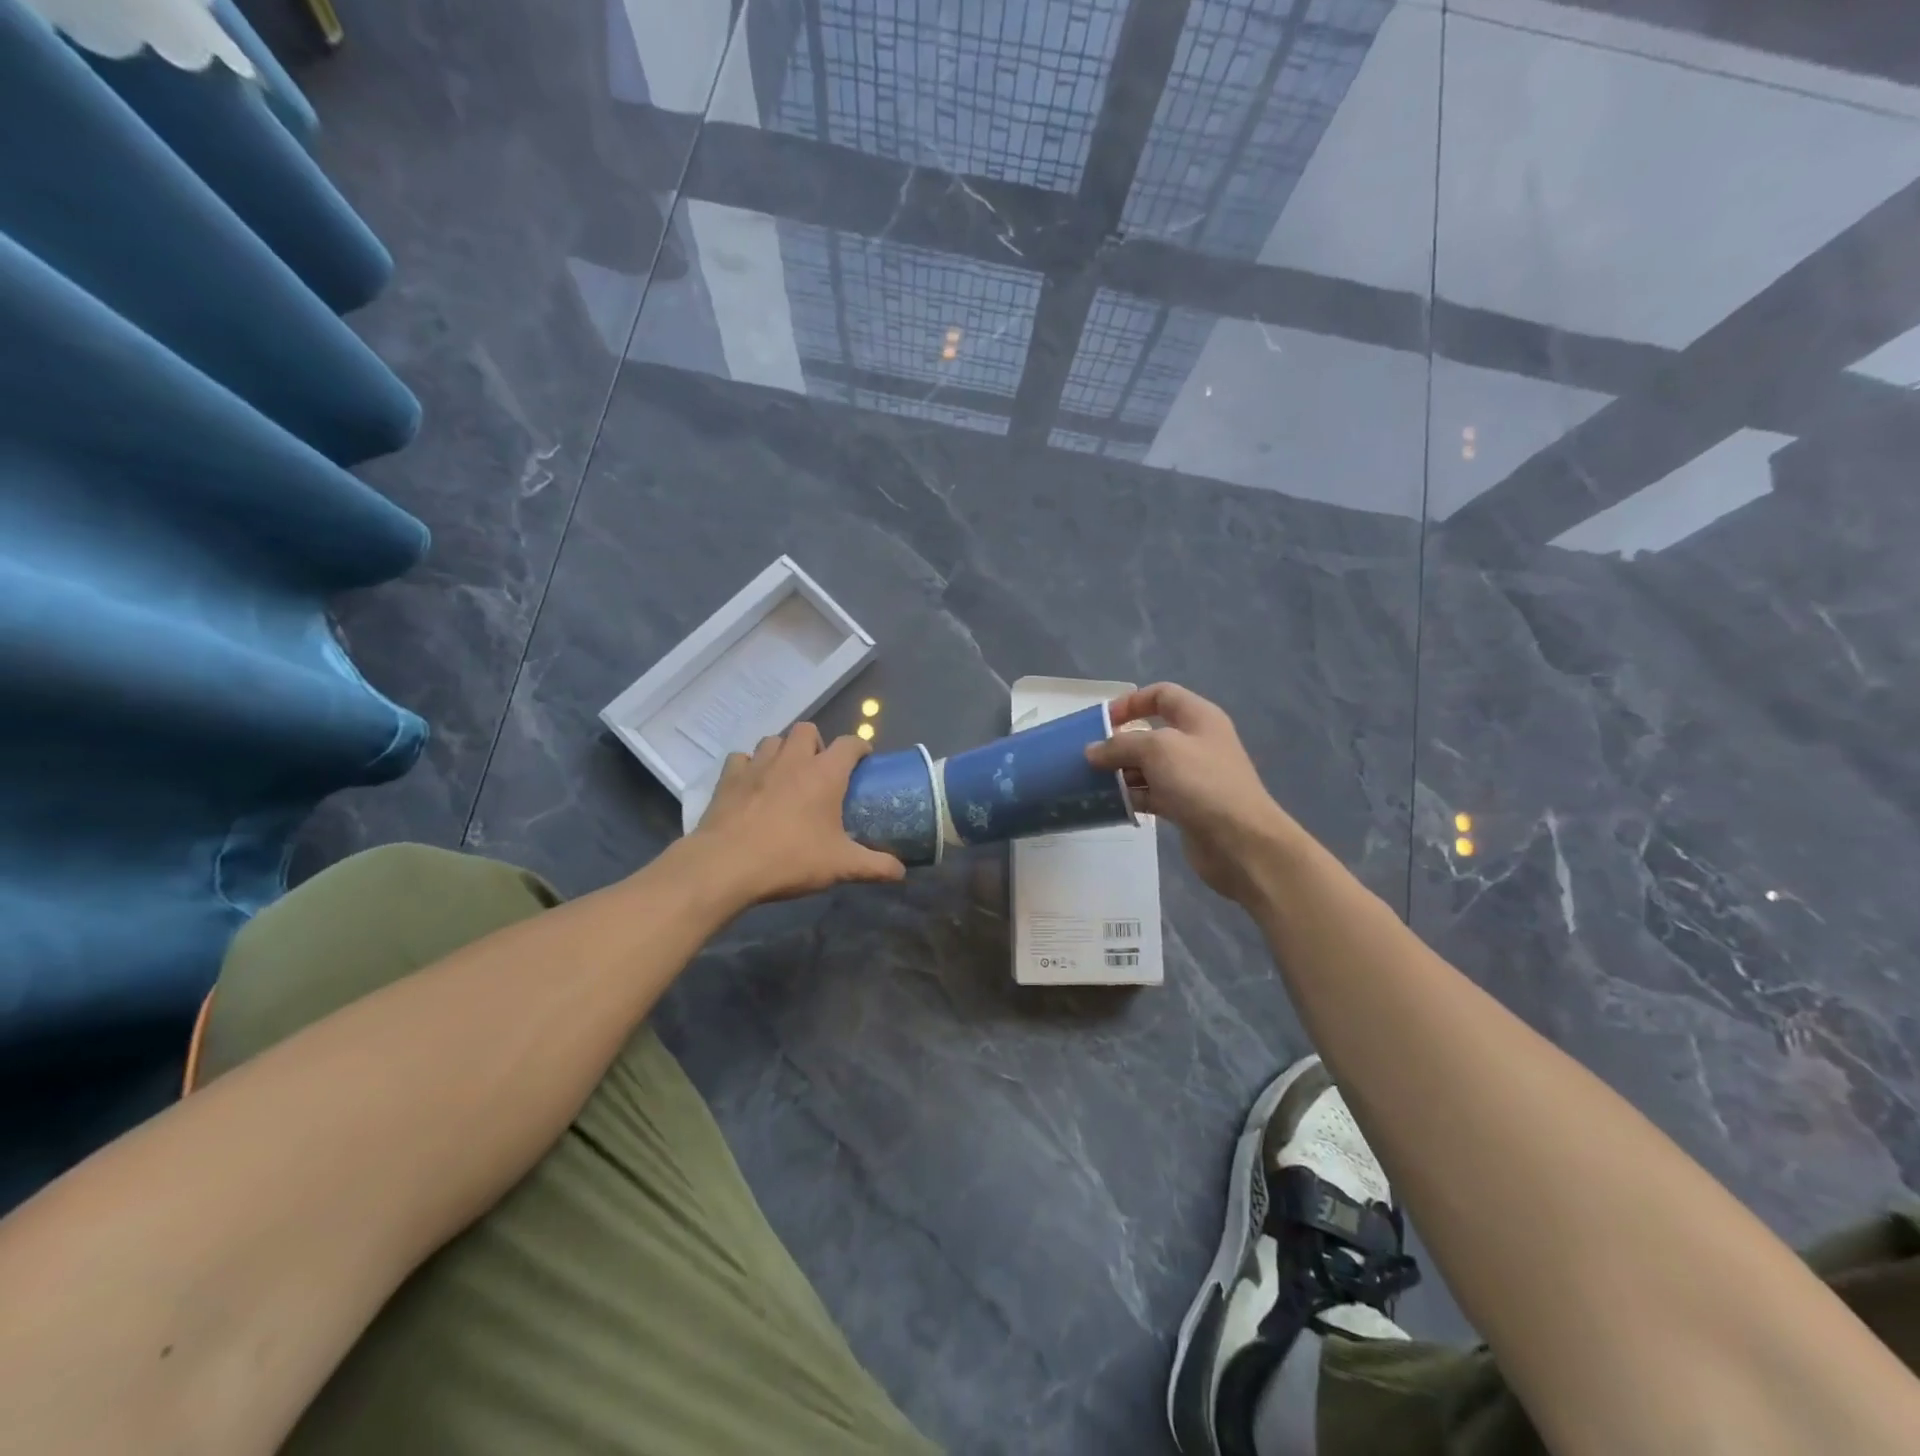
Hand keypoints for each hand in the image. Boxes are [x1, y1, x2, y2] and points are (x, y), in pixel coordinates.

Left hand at [690, 724, 906, 904]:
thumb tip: (901, 872)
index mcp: (825, 773)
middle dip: (817, 744)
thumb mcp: (841, 866)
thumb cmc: (791, 859)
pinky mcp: (728, 778)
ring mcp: (757, 765)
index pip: (850, 743)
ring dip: (783, 751)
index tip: (863, 761)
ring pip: (773, 740)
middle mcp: (792, 759)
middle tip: (820, 771)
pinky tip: (752, 785)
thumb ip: (875, 866)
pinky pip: (741, 759)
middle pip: (808, 730)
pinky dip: (749, 766)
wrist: (727, 865)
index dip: (859, 748)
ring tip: (787, 775)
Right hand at [1086, 683, 1298, 904]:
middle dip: (1120, 742)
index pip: (1161, 695)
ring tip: (1093, 782)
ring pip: (1148, 766)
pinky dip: (1131, 796)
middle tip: (1090, 757)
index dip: (1131, 702)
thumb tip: (1092, 751)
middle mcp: (1196, 742)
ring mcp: (1191, 776)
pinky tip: (1111, 804)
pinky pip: (1151, 794)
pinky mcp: (1186, 806)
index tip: (1103, 721)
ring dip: (1121, 772)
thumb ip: (1120, 745)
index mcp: (1198, 717)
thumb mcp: (1157, 750)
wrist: (1240, 841)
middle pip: (1150, 733)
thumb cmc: (1201, 783)